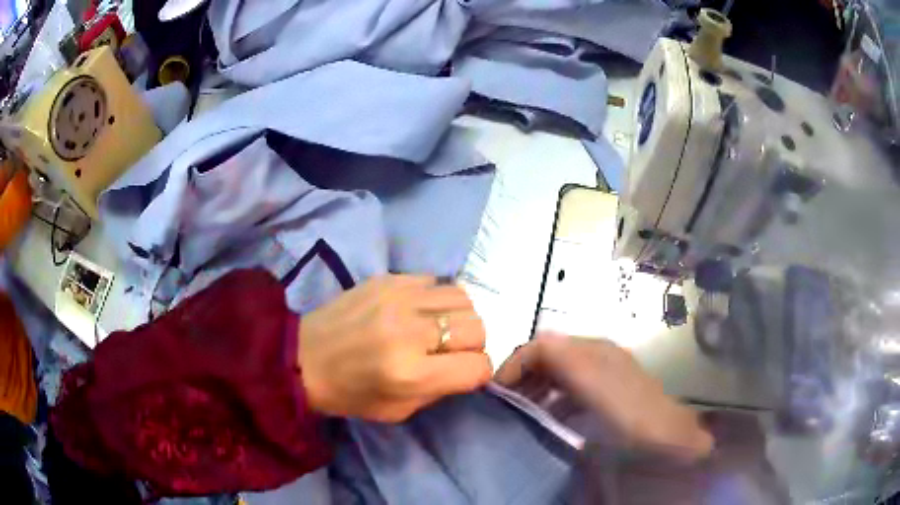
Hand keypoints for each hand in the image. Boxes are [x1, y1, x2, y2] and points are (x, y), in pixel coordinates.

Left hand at [299, 275, 491, 422]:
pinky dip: (436, 299)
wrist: (303, 356)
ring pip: (463, 297)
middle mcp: (409, 330)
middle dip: (473, 344)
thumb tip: (469, 365)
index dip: (478, 372)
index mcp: (410, 373)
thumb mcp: (398, 410)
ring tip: (439, 327)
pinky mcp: (387, 278)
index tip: (465, 372)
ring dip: (459, 317)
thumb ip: (441, 389)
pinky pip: (435, 281)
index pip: (477, 366)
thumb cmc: (349, 393)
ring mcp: (398, 297)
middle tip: (452, 351)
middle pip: (477, 327)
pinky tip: (418, 311)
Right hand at [495, 334, 712, 461]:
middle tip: (503, 403)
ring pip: (557, 374)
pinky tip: (547, 418)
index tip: (495, 392)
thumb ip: (561, 361)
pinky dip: (552, 400)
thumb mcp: (592, 384)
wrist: (667, 438)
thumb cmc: (627, 413)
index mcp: (591, 350)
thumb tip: (528, 348)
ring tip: (519, 411)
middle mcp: (596, 355)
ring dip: (535, 388)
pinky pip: (569, 391)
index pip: (540, 345)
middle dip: (522, 375)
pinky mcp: (606, 394)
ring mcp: (602, 375)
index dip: (514, 364)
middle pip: (548, 356)